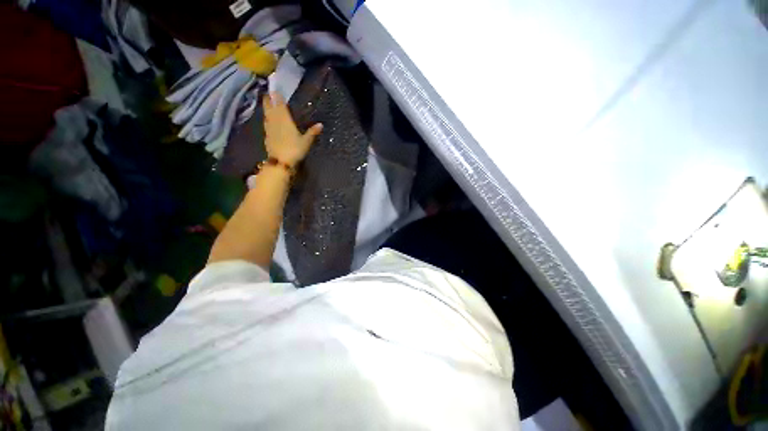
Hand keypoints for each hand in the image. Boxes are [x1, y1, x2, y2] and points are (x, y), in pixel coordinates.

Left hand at [263, 92, 322, 166]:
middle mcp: (275, 121)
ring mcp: (269, 129)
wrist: (281, 161)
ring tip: (266, 104)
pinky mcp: (267, 136)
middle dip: (269, 100)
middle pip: (270, 108)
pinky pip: (266, 124)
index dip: (277, 97)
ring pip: (267, 115)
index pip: (280, 105)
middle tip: (267, 94)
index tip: (274, 90)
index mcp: (285, 120)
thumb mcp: (306, 141)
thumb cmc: (295, 149)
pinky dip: (267, 119)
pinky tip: (268, 121)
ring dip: (266, 108)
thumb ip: (312, 132)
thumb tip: (321, 124)